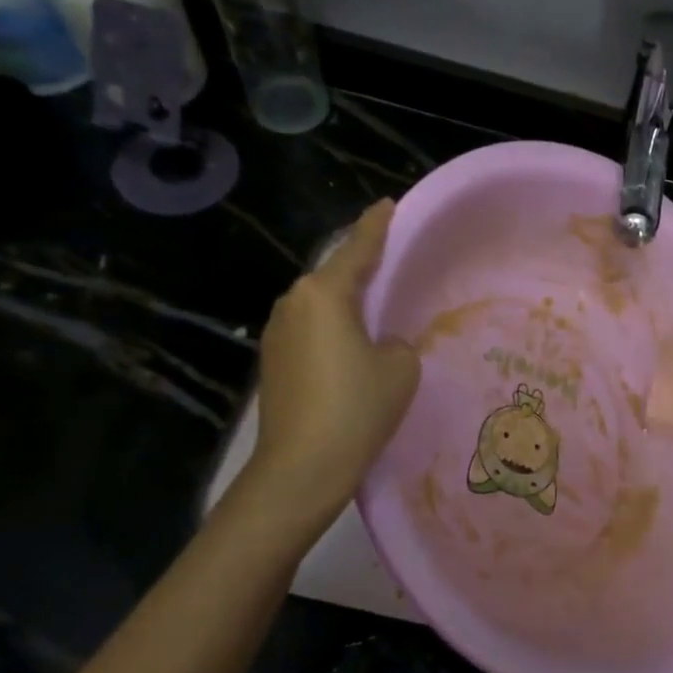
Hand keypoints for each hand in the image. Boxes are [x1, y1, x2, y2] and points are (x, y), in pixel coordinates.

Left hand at [248, 200, 418, 500]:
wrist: (302, 467)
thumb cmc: (357, 408)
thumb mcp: (400, 368)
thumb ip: (396, 342)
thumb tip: (380, 345)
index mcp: (325, 294)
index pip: (357, 249)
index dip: (377, 226)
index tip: (389, 205)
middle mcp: (293, 303)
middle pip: (334, 276)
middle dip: (360, 268)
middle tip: (391, 266)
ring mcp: (276, 333)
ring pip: (320, 307)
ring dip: (345, 306)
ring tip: (374, 314)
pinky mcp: (272, 363)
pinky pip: (310, 332)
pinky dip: (332, 333)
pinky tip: (350, 352)